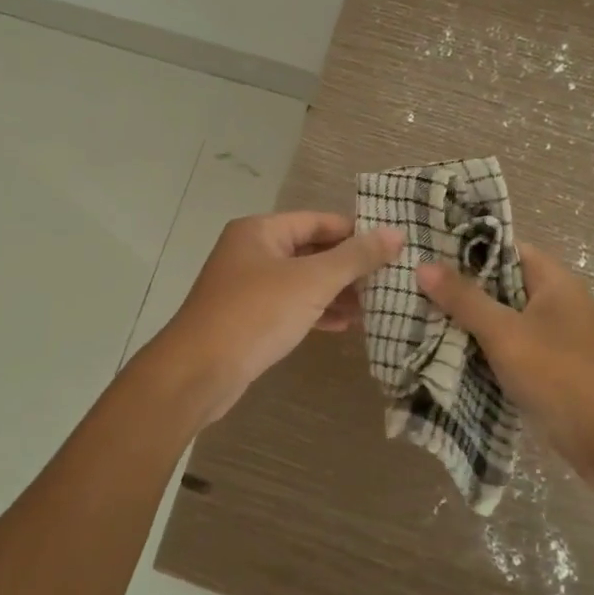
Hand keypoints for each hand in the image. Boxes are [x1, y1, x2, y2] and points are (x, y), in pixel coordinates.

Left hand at [156, 211, 402, 424]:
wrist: (198, 373)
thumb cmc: (255, 314)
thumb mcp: (312, 282)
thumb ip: (355, 257)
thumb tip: (396, 233)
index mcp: (260, 231)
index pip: (318, 221)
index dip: (355, 232)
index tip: (391, 248)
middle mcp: (251, 251)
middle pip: (310, 250)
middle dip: (348, 266)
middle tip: (389, 280)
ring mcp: (247, 286)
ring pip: (301, 281)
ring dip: (336, 292)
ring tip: (375, 306)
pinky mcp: (247, 318)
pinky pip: (290, 306)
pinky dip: (316, 311)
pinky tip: (345, 325)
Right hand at [416, 243, 593, 483]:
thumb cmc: (566, 378)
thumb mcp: (508, 335)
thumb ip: (465, 300)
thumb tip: (424, 264)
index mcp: (553, 281)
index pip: (504, 247)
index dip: (465, 247)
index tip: (423, 250)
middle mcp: (556, 304)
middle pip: (499, 286)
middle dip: (458, 290)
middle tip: (408, 288)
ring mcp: (556, 342)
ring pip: (502, 323)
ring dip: (467, 326)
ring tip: (415, 320)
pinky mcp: (552, 375)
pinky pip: (510, 354)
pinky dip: (482, 355)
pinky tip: (445, 359)